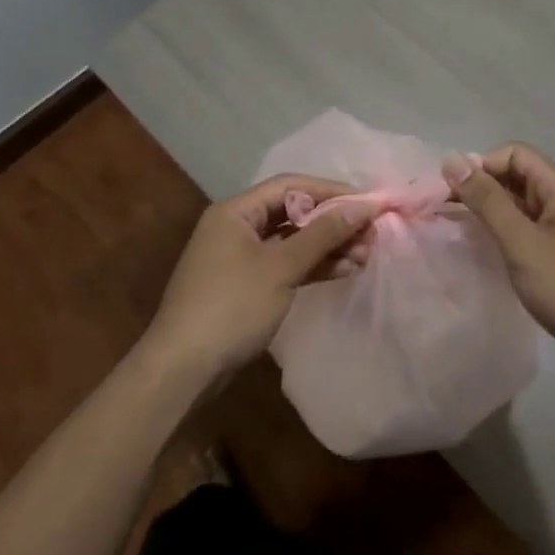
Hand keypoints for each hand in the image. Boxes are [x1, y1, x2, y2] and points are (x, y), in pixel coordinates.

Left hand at [142, 174, 375, 385]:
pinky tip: (342, 270)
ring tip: (365, 255)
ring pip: (291, 241)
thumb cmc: (232, 306)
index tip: (368, 203)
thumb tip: (362, 206)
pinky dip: (311, 266)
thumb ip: (322, 234)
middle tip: (371, 234)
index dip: (331, 191)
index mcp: (236, 211)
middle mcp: (236, 226)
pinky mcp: (245, 285)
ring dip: (327, 246)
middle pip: (292, 212)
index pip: (291, 186)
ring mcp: (239, 257)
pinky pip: (284, 264)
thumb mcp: (281, 267)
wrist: (183, 369)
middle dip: (332, 222)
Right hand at [443, 144, 554, 387]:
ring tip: (462, 234)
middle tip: (447, 213)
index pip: (514, 154)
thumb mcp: (523, 243)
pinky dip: (508, 237)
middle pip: (518, 178)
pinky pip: (532, 233)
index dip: (481, 166)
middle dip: (483, 189)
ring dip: (493, 214)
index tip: (452, 193)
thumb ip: (487, 201)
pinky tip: (491, 257)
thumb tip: (452, 160)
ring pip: (523, 208)